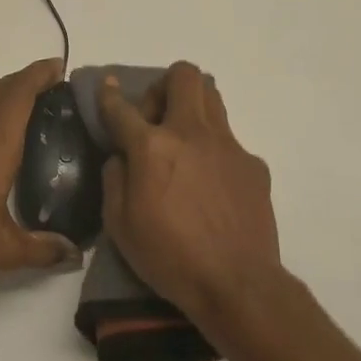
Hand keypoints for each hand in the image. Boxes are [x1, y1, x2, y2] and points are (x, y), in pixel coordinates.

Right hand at [97, 62, 282, 337]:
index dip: (108, 94)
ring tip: (183, 140)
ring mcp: (228, 146)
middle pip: (183, 76)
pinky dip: (213, 150)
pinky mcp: (253, 165)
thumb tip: (121, 157)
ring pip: (212, 97)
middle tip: (155, 118)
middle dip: (163, 85)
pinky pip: (229, 140)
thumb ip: (115, 179)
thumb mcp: (120, 225)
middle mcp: (191, 133)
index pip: (121, 108)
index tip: (106, 85)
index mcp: (152, 147)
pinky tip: (210, 185)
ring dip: (191, 106)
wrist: (238, 284)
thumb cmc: (169, 257)